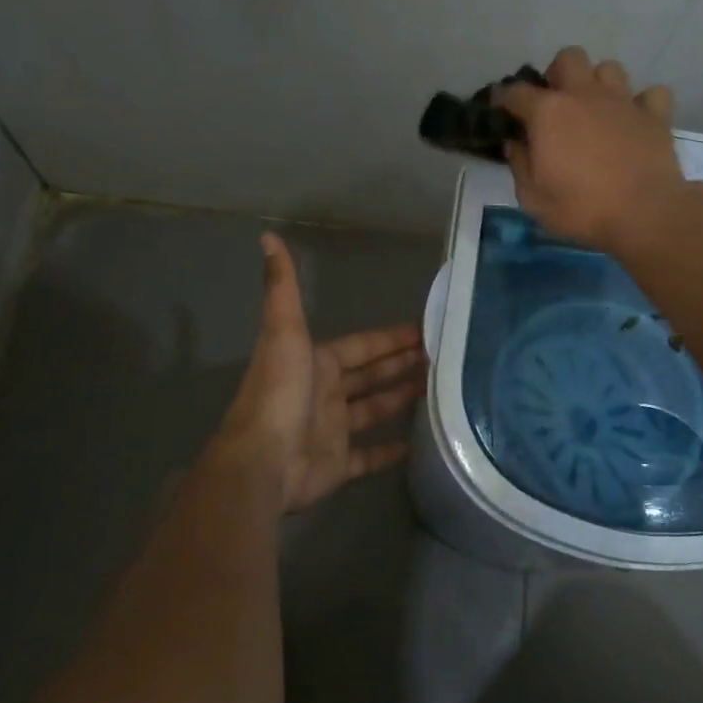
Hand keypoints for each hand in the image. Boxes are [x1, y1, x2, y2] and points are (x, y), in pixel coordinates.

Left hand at [209, 234, 424, 512]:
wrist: (262, 460)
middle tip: (440, 358)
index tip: (424, 330)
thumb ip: (282, 286)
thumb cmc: (279, 392)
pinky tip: (416, 443)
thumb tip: (268, 237)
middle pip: (370, 375)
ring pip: (373, 410)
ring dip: (399, 399)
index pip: (362, 345)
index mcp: (317, 362)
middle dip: (400, 364)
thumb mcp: (284, 331)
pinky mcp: (338, 465)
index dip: (391, 338)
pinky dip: (390, 451)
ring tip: (436, 390)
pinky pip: (369, 456)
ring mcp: (332, 430)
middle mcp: (325, 393)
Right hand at [496, 46, 689, 250]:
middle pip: (568, 58)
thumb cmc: (581, 209)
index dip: (503, 97)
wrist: (644, 215)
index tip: (499, 107)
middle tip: (556, 103)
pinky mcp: (655, 115)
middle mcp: (584, 94)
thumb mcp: (533, 197)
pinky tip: (635, 120)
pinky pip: (651, 93)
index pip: (515, 91)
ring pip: (609, 68)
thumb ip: (520, 165)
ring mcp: (623, 101)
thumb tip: (515, 143)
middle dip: (558, 74)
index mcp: (548, 112)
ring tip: (596, 108)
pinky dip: (642, 103)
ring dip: (599, 83)